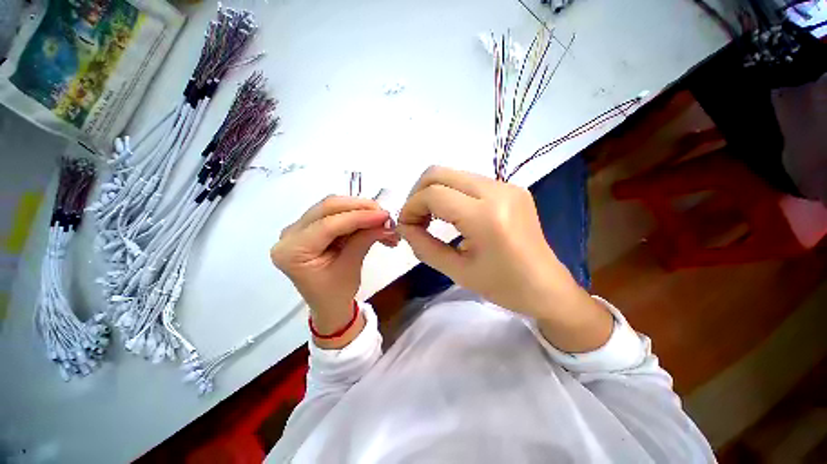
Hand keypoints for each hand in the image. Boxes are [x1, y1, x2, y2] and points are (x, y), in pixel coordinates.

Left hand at [271, 196, 398, 346]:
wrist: (329, 304)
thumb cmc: (336, 294)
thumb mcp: (351, 267)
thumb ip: (365, 239)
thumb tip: (385, 221)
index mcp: (291, 251)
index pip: (328, 225)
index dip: (359, 217)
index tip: (385, 215)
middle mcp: (289, 234)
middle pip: (328, 208)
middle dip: (360, 208)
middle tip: (385, 214)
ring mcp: (298, 228)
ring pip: (333, 207)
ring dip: (361, 211)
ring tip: (382, 221)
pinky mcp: (311, 227)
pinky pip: (336, 213)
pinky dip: (357, 217)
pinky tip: (372, 223)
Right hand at [397, 166, 611, 351]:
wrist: (546, 287)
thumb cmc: (503, 286)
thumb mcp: (456, 271)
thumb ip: (423, 246)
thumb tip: (403, 226)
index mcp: (486, 216)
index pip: (434, 194)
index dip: (411, 207)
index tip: (405, 225)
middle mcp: (498, 191)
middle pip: (440, 173)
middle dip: (418, 193)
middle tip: (415, 218)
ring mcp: (507, 186)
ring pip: (453, 174)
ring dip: (434, 192)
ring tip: (431, 218)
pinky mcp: (511, 188)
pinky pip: (469, 181)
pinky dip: (451, 193)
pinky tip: (452, 214)